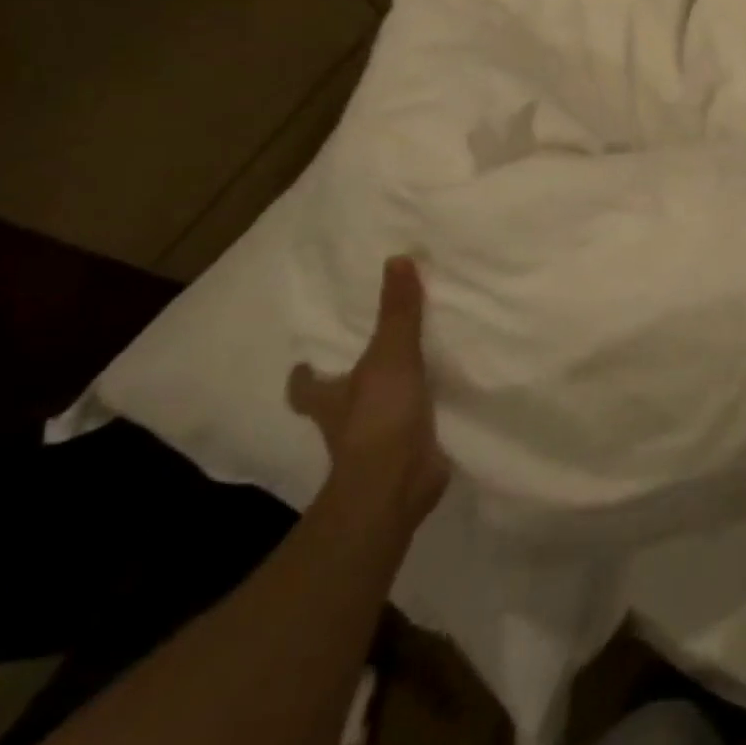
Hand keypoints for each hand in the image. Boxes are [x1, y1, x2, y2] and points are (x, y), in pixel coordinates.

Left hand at [288, 255, 449, 525]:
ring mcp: (374, 445)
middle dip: (349, 386)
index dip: (303, 377)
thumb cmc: (378, 418)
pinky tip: (441, 404)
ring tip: (414, 374)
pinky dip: (420, 420)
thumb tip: (397, 258)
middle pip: (338, 402)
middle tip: (369, 359)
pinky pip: (411, 431)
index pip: (305, 388)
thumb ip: (398, 311)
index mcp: (331, 400)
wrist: (395, 485)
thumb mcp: (391, 354)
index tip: (304, 363)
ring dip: (388, 401)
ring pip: (375, 416)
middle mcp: (345, 423)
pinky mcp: (404, 457)